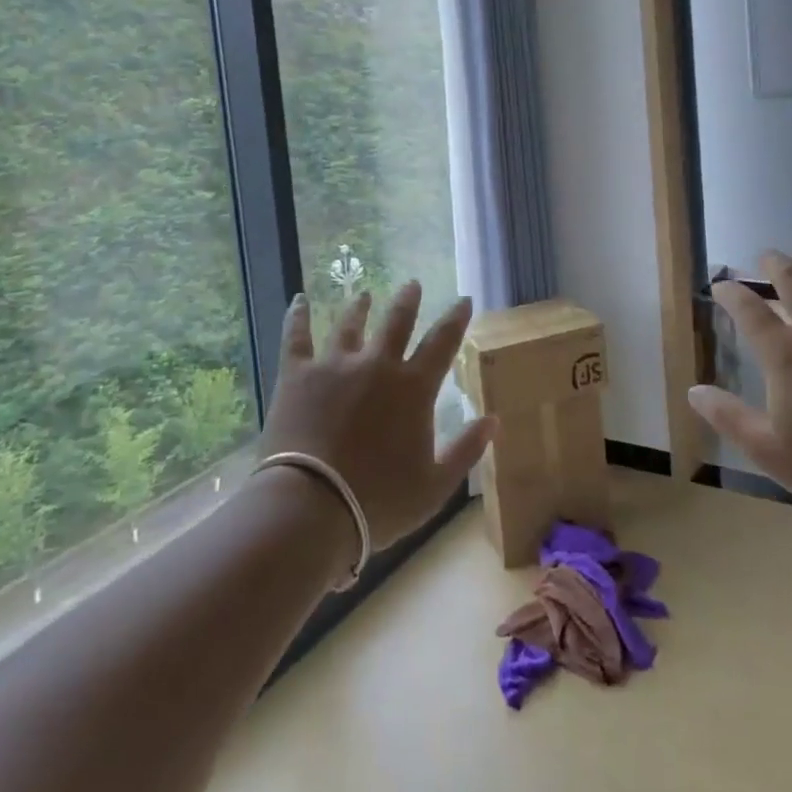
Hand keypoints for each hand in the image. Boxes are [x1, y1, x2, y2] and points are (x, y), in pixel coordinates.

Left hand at [257, 282, 495, 550]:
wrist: (311, 507)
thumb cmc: (378, 502)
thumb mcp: (435, 485)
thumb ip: (467, 450)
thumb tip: (494, 419)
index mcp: (414, 389)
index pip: (442, 343)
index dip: (455, 318)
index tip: (464, 299)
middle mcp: (377, 365)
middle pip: (396, 322)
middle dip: (407, 301)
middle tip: (412, 284)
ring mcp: (335, 365)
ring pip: (350, 325)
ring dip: (359, 307)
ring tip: (364, 294)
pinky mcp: (298, 374)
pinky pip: (296, 337)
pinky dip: (297, 316)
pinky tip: (298, 299)